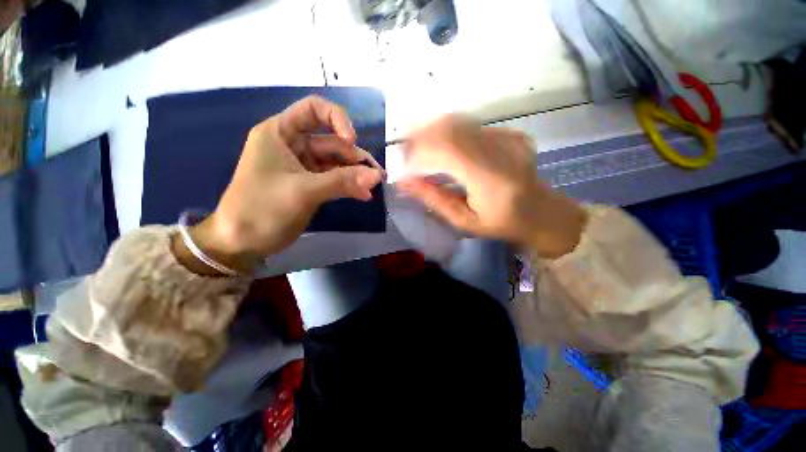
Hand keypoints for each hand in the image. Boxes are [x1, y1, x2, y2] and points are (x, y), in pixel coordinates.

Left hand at [176, 96, 383, 273]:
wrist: (243, 242)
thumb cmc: (263, 208)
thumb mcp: (304, 191)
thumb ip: (342, 181)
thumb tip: (377, 176)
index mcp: (281, 133)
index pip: (314, 109)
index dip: (337, 119)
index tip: (353, 141)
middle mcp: (293, 145)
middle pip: (332, 142)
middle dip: (355, 158)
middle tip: (377, 175)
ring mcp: (303, 167)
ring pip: (337, 163)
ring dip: (356, 174)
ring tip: (374, 186)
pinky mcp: (310, 185)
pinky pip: (335, 180)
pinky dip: (349, 186)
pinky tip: (364, 195)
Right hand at [397, 115, 584, 257]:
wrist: (541, 212)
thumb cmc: (500, 223)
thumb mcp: (463, 221)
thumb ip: (434, 199)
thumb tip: (404, 182)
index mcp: (492, 180)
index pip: (449, 149)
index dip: (420, 149)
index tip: (403, 162)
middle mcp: (502, 151)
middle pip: (452, 128)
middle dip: (421, 136)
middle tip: (406, 151)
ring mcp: (509, 138)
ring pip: (460, 123)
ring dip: (433, 132)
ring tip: (419, 149)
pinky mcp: (510, 133)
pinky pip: (471, 127)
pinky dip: (450, 134)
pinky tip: (444, 149)